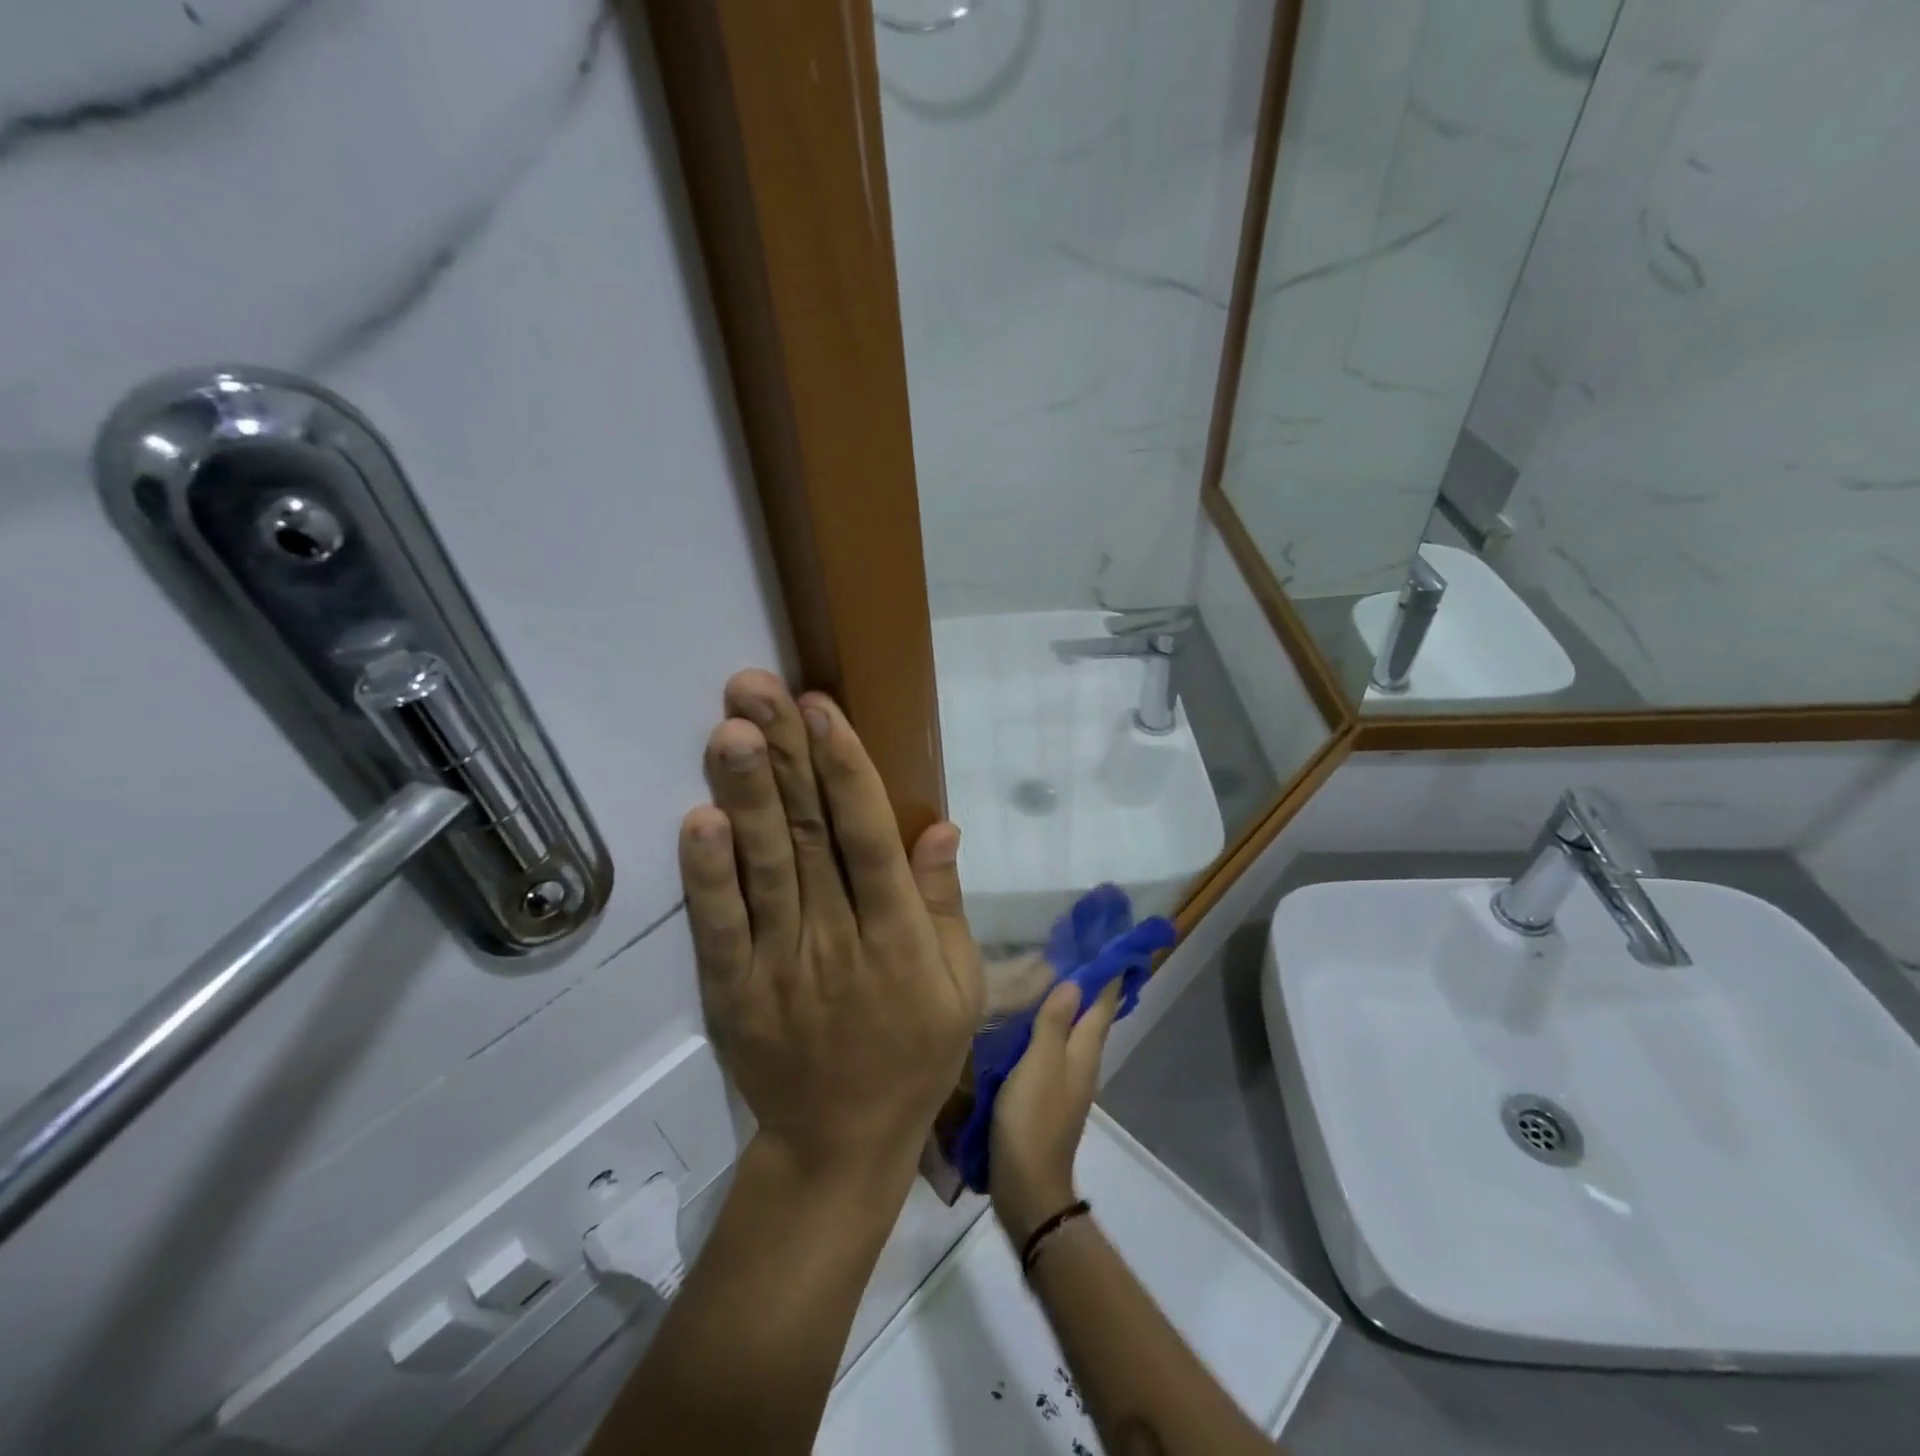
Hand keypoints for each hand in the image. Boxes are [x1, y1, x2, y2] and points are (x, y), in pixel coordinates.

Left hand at [680, 670, 984, 1182]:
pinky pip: (718, 929)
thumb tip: (940, 822)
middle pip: (810, 837)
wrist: (840, 1144)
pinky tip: (698, 819)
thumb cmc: (914, 1055)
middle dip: (786, 756)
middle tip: (758, 688)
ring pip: (764, 868)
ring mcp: (780, 966)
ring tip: (730, 728)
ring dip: (746, 795)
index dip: (847, 772)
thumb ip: (944, 903)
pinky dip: (706, 876)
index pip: (871, 841)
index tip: (823, 710)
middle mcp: (839, 941)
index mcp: (899, 940)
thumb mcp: (958, 986)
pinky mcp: (733, 992)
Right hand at [989, 979, 1121, 1245]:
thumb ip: (1054, 1023)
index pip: (1103, 1005)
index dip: (1109, 976)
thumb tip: (1075, 983)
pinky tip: (1031, 1025)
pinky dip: (1050, 1029)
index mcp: (1084, 1052)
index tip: (1112, 946)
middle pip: (1092, 1018)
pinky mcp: (1049, 1097)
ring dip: (1069, 1007)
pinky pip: (1054, 1050)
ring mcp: (1067, 1082)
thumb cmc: (1033, 1119)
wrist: (1027, 1186)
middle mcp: (1082, 1064)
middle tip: (1078, 953)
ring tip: (1052, 979)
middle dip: (1090, 987)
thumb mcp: (1039, 1064)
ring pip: (1073, 1033)